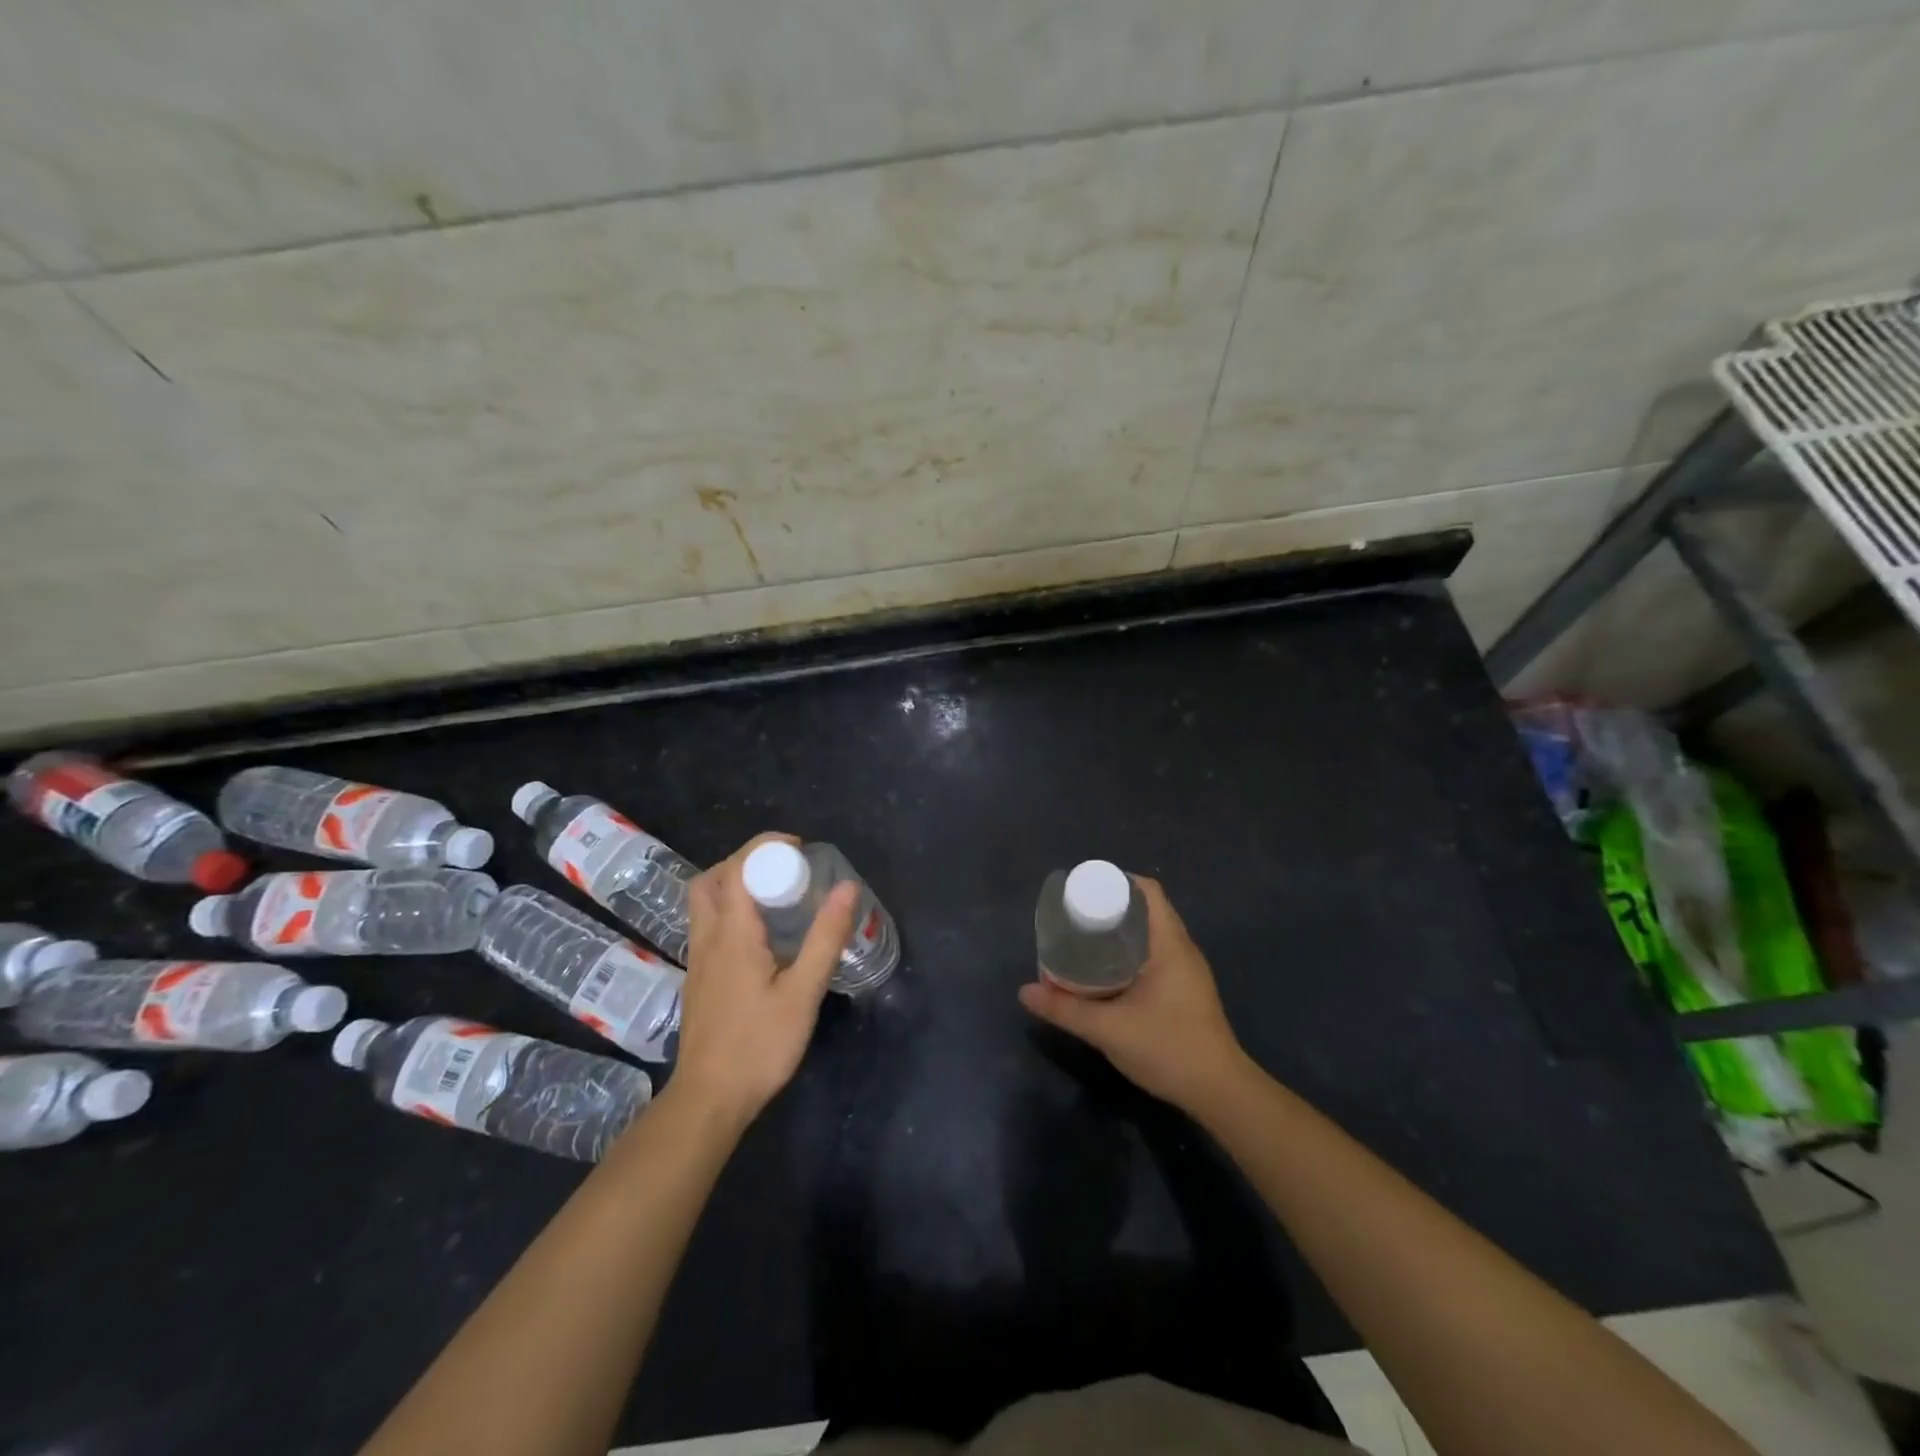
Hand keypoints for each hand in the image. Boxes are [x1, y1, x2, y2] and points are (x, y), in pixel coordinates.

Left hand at [670, 832, 858, 1125]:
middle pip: (712, 878)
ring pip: (704, 901)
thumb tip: (846, 887)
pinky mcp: (698, 977)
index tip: (800, 848)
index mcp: (732, 933)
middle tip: (783, 869)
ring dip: (734, 883)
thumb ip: (825, 938)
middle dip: (746, 860)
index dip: (767, 846)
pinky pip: (707, 923)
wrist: (709, 1099)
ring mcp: (698, 958)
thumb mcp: (803, 992)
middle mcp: (708, 937)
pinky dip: (730, 908)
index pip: (739, 867)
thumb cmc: (759, 1045)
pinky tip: (760, 934)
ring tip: (774, 895)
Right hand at [1018, 875, 1250, 1113]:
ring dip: (1122, 931)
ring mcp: (1188, 972)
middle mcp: (1182, 950)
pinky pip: (1156, 955)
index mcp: (1170, 944)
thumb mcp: (1108, 1029)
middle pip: (1148, 910)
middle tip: (1077, 915)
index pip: (1149, 892)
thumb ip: (1065, 1008)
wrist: (1219, 1093)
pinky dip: (1131, 952)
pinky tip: (1108, 970)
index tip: (1085, 890)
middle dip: (1112, 907)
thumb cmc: (1168, 1048)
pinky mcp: (1186, 991)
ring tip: (1086, 938)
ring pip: (1152, 935)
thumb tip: (1025, 992)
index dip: (1118, 882)